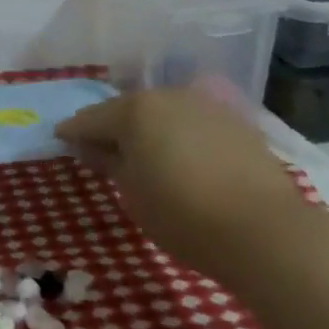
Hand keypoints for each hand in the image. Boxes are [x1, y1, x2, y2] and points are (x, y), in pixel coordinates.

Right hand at [55, 84, 309, 285]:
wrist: (266, 232)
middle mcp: (168, 96)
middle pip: (128, 109)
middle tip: (101, 149)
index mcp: (134, 110)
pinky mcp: (237, 123)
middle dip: (112, 127)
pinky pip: (193, 123)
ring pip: (164, 113)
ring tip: (144, 155)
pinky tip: (182, 158)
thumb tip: (91, 147)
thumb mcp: (132, 193)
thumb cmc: (183, 215)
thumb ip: (108, 162)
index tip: (61, 140)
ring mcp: (205, 106)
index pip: (91, 118)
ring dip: (149, 129)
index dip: (73, 132)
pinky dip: (180, 135)